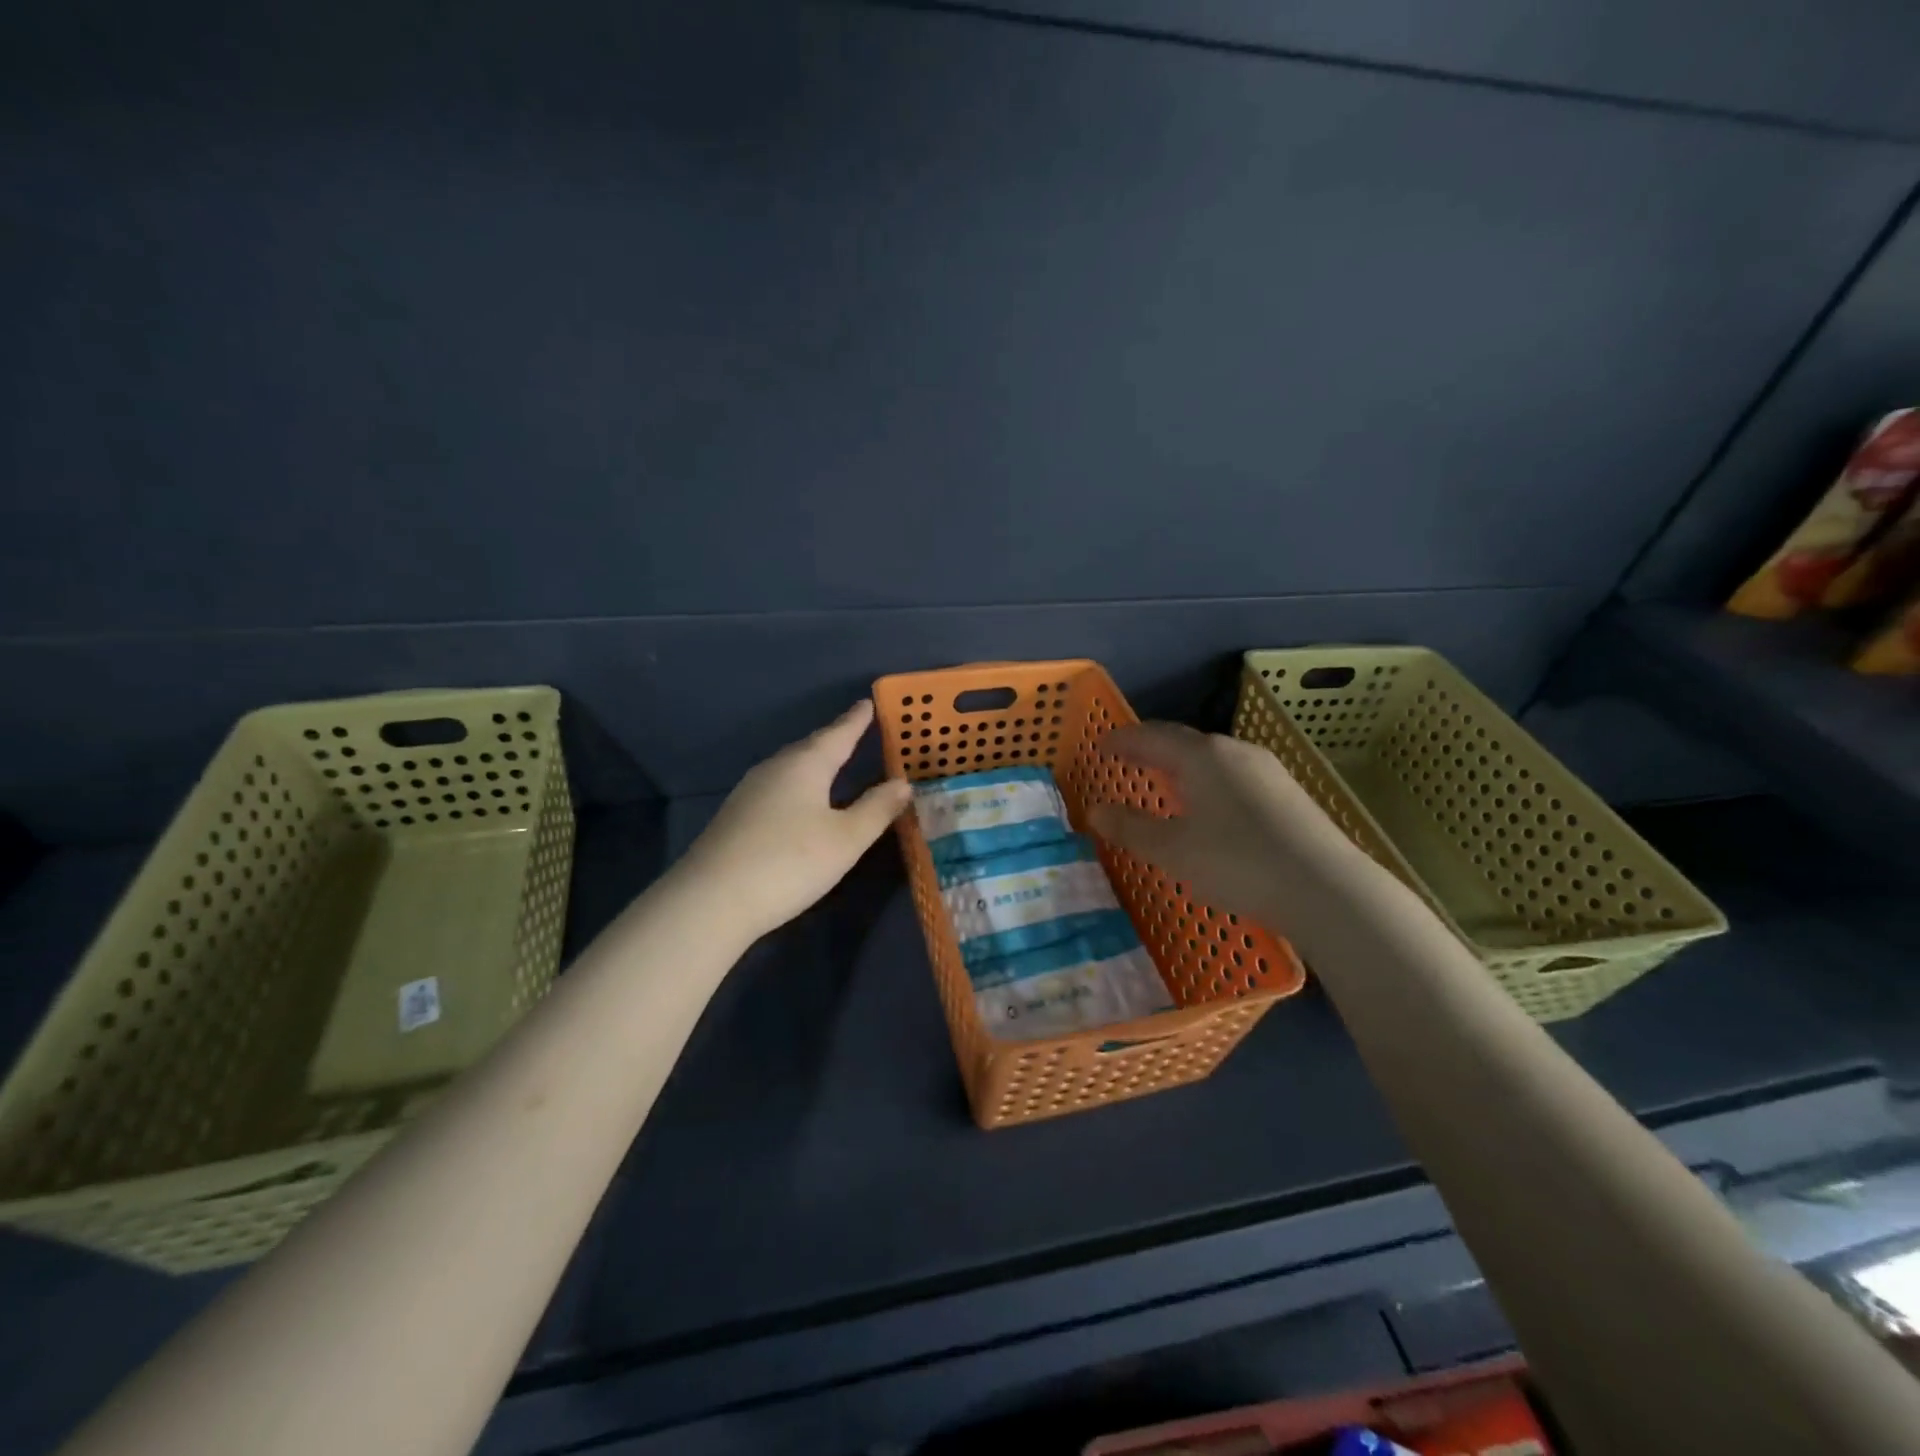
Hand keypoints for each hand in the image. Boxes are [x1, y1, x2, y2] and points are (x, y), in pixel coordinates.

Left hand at [676, 701, 910, 938]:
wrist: (711, 900)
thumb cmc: (790, 862)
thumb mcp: (846, 839)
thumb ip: (877, 809)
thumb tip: (903, 783)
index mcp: (806, 765)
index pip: (838, 734)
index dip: (856, 720)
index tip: (867, 702)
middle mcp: (776, 768)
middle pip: (811, 747)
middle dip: (835, 739)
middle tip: (856, 731)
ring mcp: (750, 791)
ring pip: (791, 768)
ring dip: (815, 763)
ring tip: (834, 764)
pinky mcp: (736, 816)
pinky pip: (778, 787)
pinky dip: (798, 785)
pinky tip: (801, 801)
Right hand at [1087, 722, 1359, 923]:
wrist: (1325, 889)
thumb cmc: (1237, 862)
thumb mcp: (1173, 850)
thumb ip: (1131, 828)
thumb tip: (1094, 810)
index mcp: (1203, 756)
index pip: (1152, 736)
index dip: (1123, 741)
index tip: (1101, 745)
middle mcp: (1236, 752)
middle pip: (1184, 742)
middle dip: (1152, 750)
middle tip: (1127, 760)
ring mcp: (1267, 771)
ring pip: (1213, 759)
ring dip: (1182, 766)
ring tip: (1165, 782)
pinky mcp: (1288, 795)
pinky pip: (1234, 776)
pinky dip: (1208, 782)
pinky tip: (1210, 807)